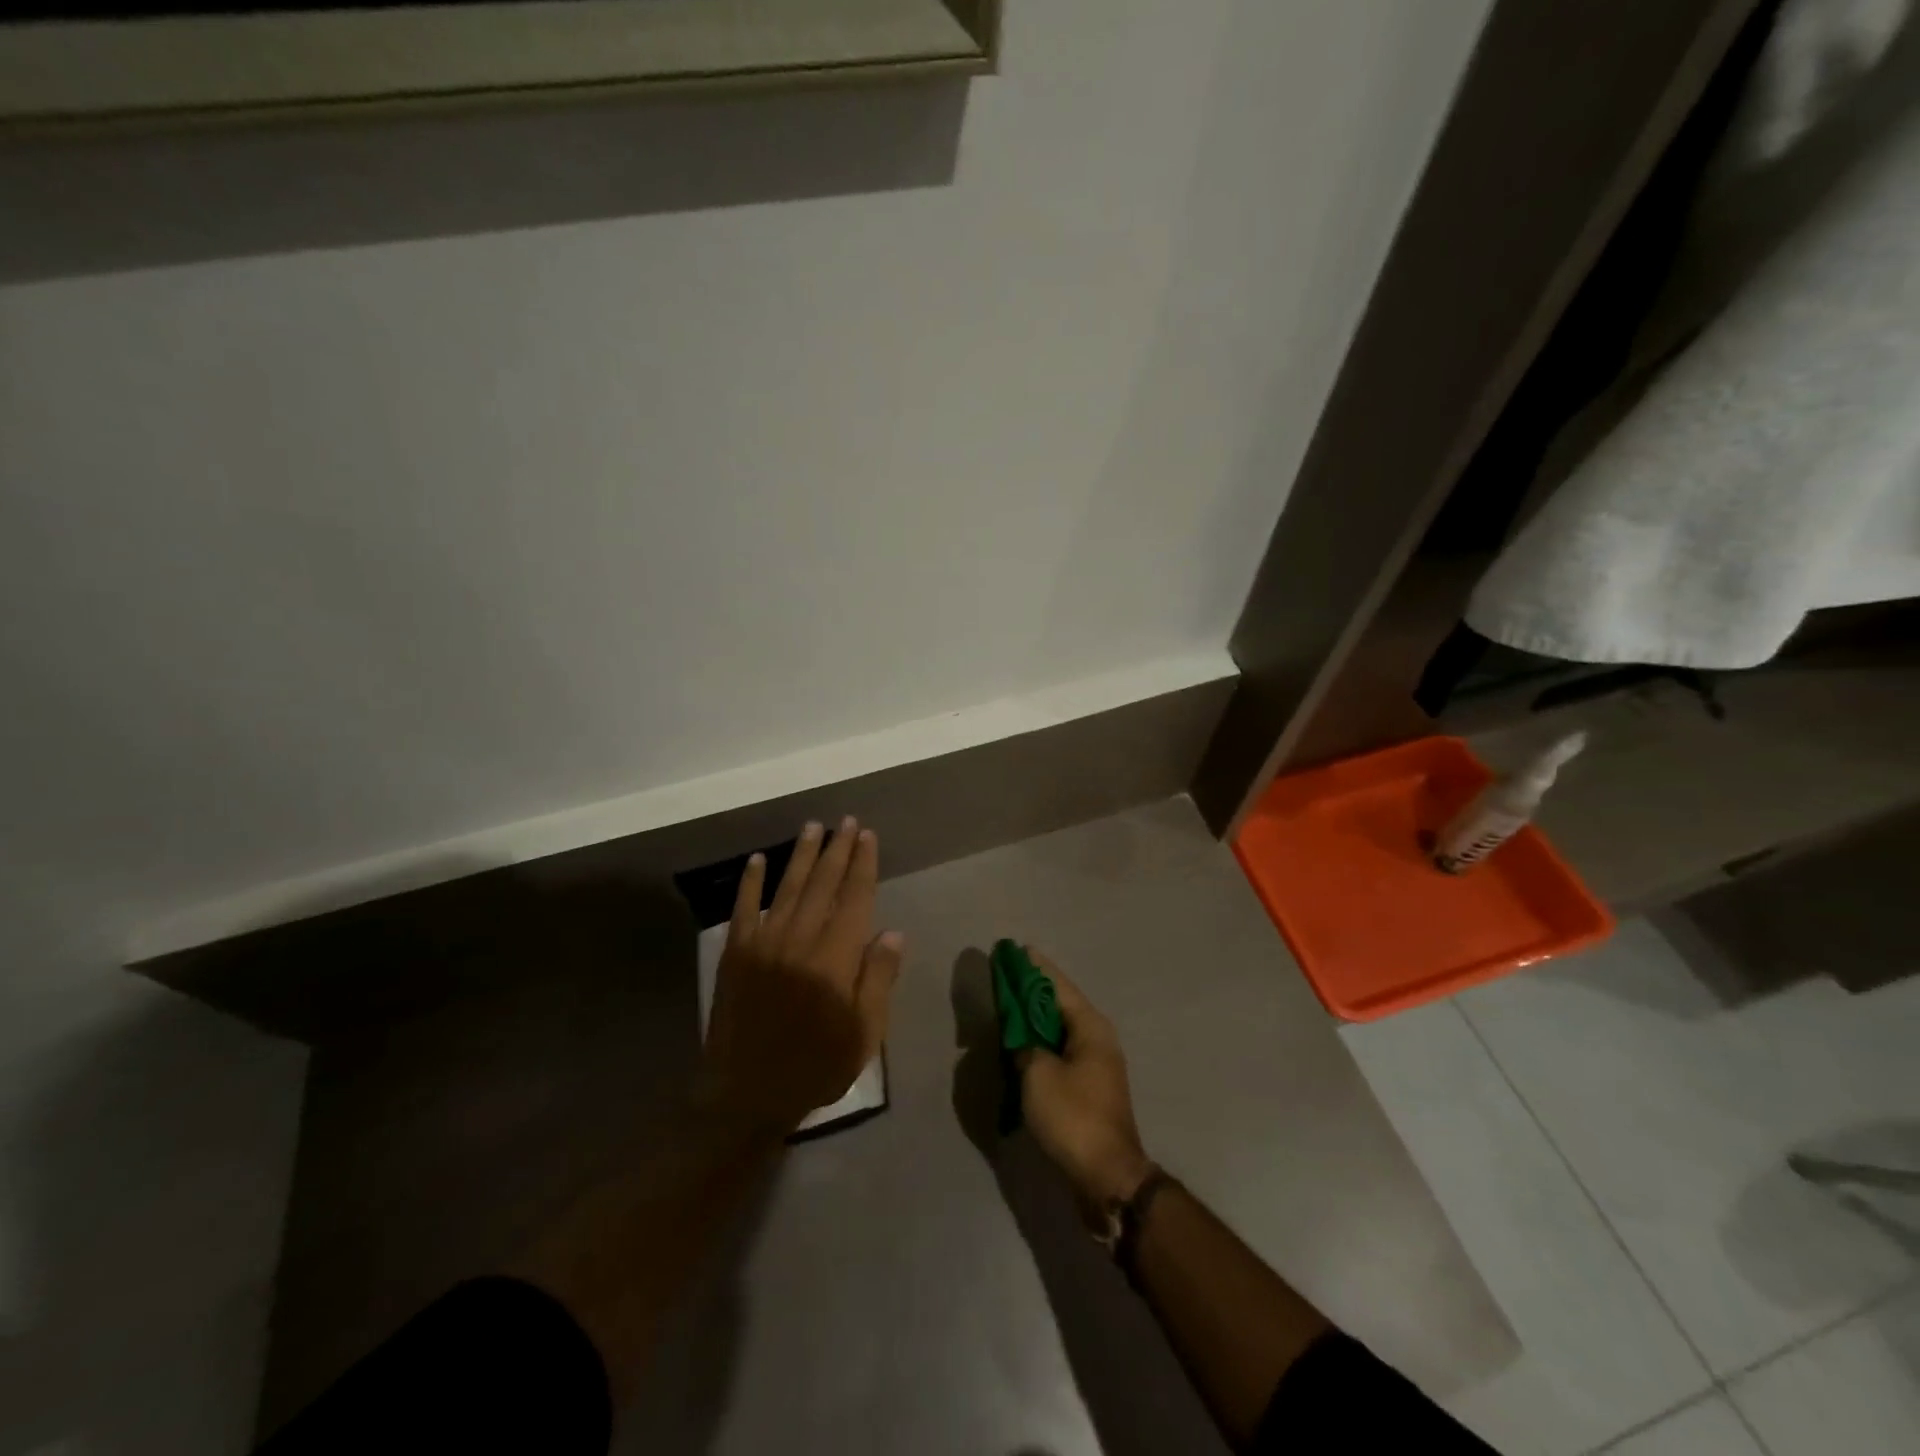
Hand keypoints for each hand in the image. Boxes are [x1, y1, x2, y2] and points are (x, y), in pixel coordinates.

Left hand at [702, 818, 904, 1137]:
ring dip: (802, 855)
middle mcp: (800, 939)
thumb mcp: (863, 1034)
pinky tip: (759, 859)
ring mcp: (764, 942)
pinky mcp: (735, 953)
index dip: (863, 864)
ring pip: (788, 886)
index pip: (854, 897)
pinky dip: (751, 881)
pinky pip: (744, 907)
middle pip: (823, 883)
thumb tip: (893, 933)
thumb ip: (878, 979)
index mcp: (835, 957)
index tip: (867, 836)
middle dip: (837, 849)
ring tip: (814, 827)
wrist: (745, 1095)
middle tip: (846, 821)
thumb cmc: (814, 1066)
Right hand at [1017, 952, 1153, 1206]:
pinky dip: (1039, 1043)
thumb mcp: (1038, 1074)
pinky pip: (1059, 1052)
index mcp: (1091, 1027)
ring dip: (1034, 1018)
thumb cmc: (1073, 1117)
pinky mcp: (1088, 1088)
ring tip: (1008, 1004)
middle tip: (1005, 975)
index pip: (1058, 985)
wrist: (1107, 1177)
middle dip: (1032, 990)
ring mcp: (1095, 1064)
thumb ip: (1025, 1047)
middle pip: (1060, 1004)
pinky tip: (1020, 1044)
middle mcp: (1097, 1039)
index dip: (1035, 967)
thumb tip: (1021, 1041)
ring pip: (1059, 1030)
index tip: (1017, 949)